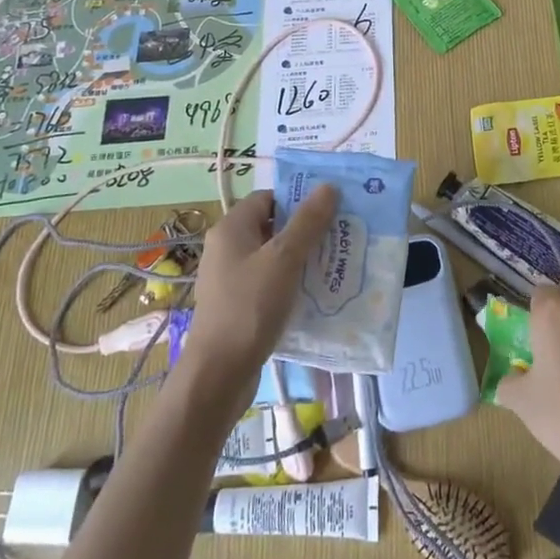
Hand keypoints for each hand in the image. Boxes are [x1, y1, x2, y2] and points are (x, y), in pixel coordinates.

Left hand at [179, 186, 338, 395]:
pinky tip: (314, 293)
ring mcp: (230, 278)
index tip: (331, 209)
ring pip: (272, 257)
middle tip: (340, 235)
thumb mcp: (284, 259)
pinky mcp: (238, 304)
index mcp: (231, 229)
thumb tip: (327, 186)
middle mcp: (227, 249)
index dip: (298, 199)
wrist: (219, 372)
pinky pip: (269, 282)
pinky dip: (291, 282)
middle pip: (272, 226)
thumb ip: (307, 222)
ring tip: (335, 263)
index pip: (268, 198)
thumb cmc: (250, 306)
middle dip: (306, 230)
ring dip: (301, 258)